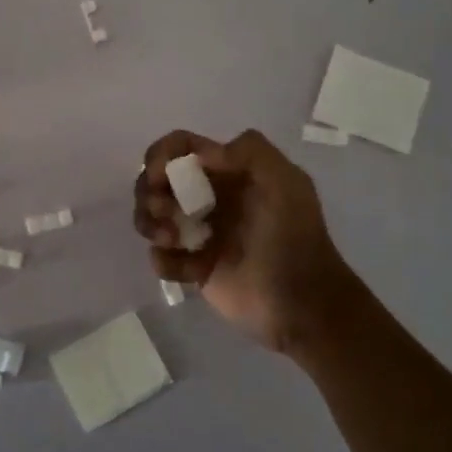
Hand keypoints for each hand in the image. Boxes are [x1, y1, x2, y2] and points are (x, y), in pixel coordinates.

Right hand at [134, 129, 359, 354]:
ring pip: (150, 216)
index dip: (160, 155)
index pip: (180, 148)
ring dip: (150, 223)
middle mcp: (207, 197)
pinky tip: (189, 271)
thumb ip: (249, 151)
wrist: (302, 303)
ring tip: (172, 240)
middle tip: (167, 212)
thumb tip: (201, 154)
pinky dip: (164, 260)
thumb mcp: (286, 182)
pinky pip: (159, 257)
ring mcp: (197, 233)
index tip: (159, 177)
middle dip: (149, 192)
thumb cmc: (293, 238)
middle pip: (155, 180)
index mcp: (227, 172)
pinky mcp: (192, 268)